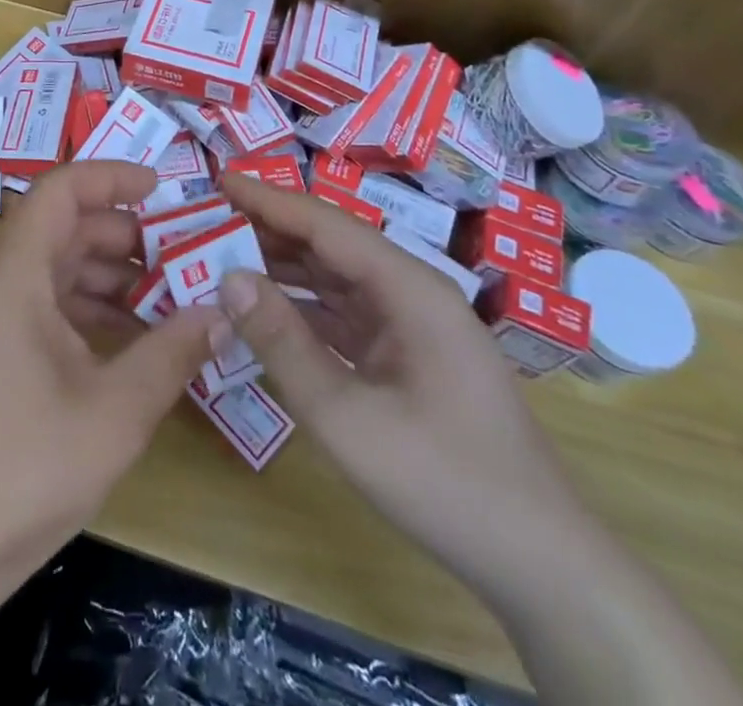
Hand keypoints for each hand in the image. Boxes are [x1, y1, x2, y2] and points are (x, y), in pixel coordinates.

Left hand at [0, 161, 217, 603]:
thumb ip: (172, 353)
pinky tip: (136, 339)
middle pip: (64, 228)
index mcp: (12, 275)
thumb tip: (221, 312)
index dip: (111, 178)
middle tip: (186, 254)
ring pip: (57, 267)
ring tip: (174, 298)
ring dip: (113, 276)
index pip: (60, 191)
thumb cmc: (24, 468)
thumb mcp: (115, 412)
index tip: (164, 189)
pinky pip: (45, 303)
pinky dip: (90, 308)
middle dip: (127, 236)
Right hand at [216, 172, 596, 594]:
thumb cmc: (444, 481)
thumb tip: (227, 278)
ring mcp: (410, 323)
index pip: (325, 223)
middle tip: (204, 222)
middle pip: (329, 243)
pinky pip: (343, 315)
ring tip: (220, 258)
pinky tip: (261, 312)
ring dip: (281, 269)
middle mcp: (410, 291)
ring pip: (334, 278)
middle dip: (267, 230)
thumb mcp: (348, 417)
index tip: (216, 180)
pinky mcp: (405, 354)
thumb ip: (283, 343)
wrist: (539, 561)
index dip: (268, 199)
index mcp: (408, 287)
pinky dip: (300, 309)